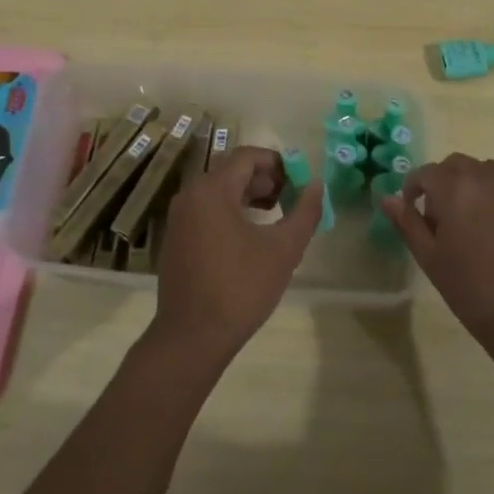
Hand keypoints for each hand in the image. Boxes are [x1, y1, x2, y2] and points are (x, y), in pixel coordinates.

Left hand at [150, 146, 323, 368]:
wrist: (191, 337)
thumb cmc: (240, 288)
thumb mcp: (283, 250)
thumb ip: (304, 212)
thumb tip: (316, 185)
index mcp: (212, 190)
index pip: (248, 157)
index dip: (278, 163)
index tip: (300, 181)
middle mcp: (190, 195)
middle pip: (232, 171)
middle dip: (265, 180)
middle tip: (290, 199)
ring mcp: (179, 217)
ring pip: (219, 191)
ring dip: (249, 195)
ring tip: (275, 215)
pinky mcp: (176, 238)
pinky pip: (207, 210)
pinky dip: (231, 211)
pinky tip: (250, 236)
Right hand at [378, 153, 493, 383]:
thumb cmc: (474, 293)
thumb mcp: (431, 259)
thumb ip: (407, 222)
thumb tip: (387, 197)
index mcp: (456, 187)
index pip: (427, 173)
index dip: (417, 190)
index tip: (418, 212)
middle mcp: (492, 175)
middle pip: (462, 167)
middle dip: (451, 185)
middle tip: (453, 222)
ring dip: (485, 191)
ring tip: (489, 228)